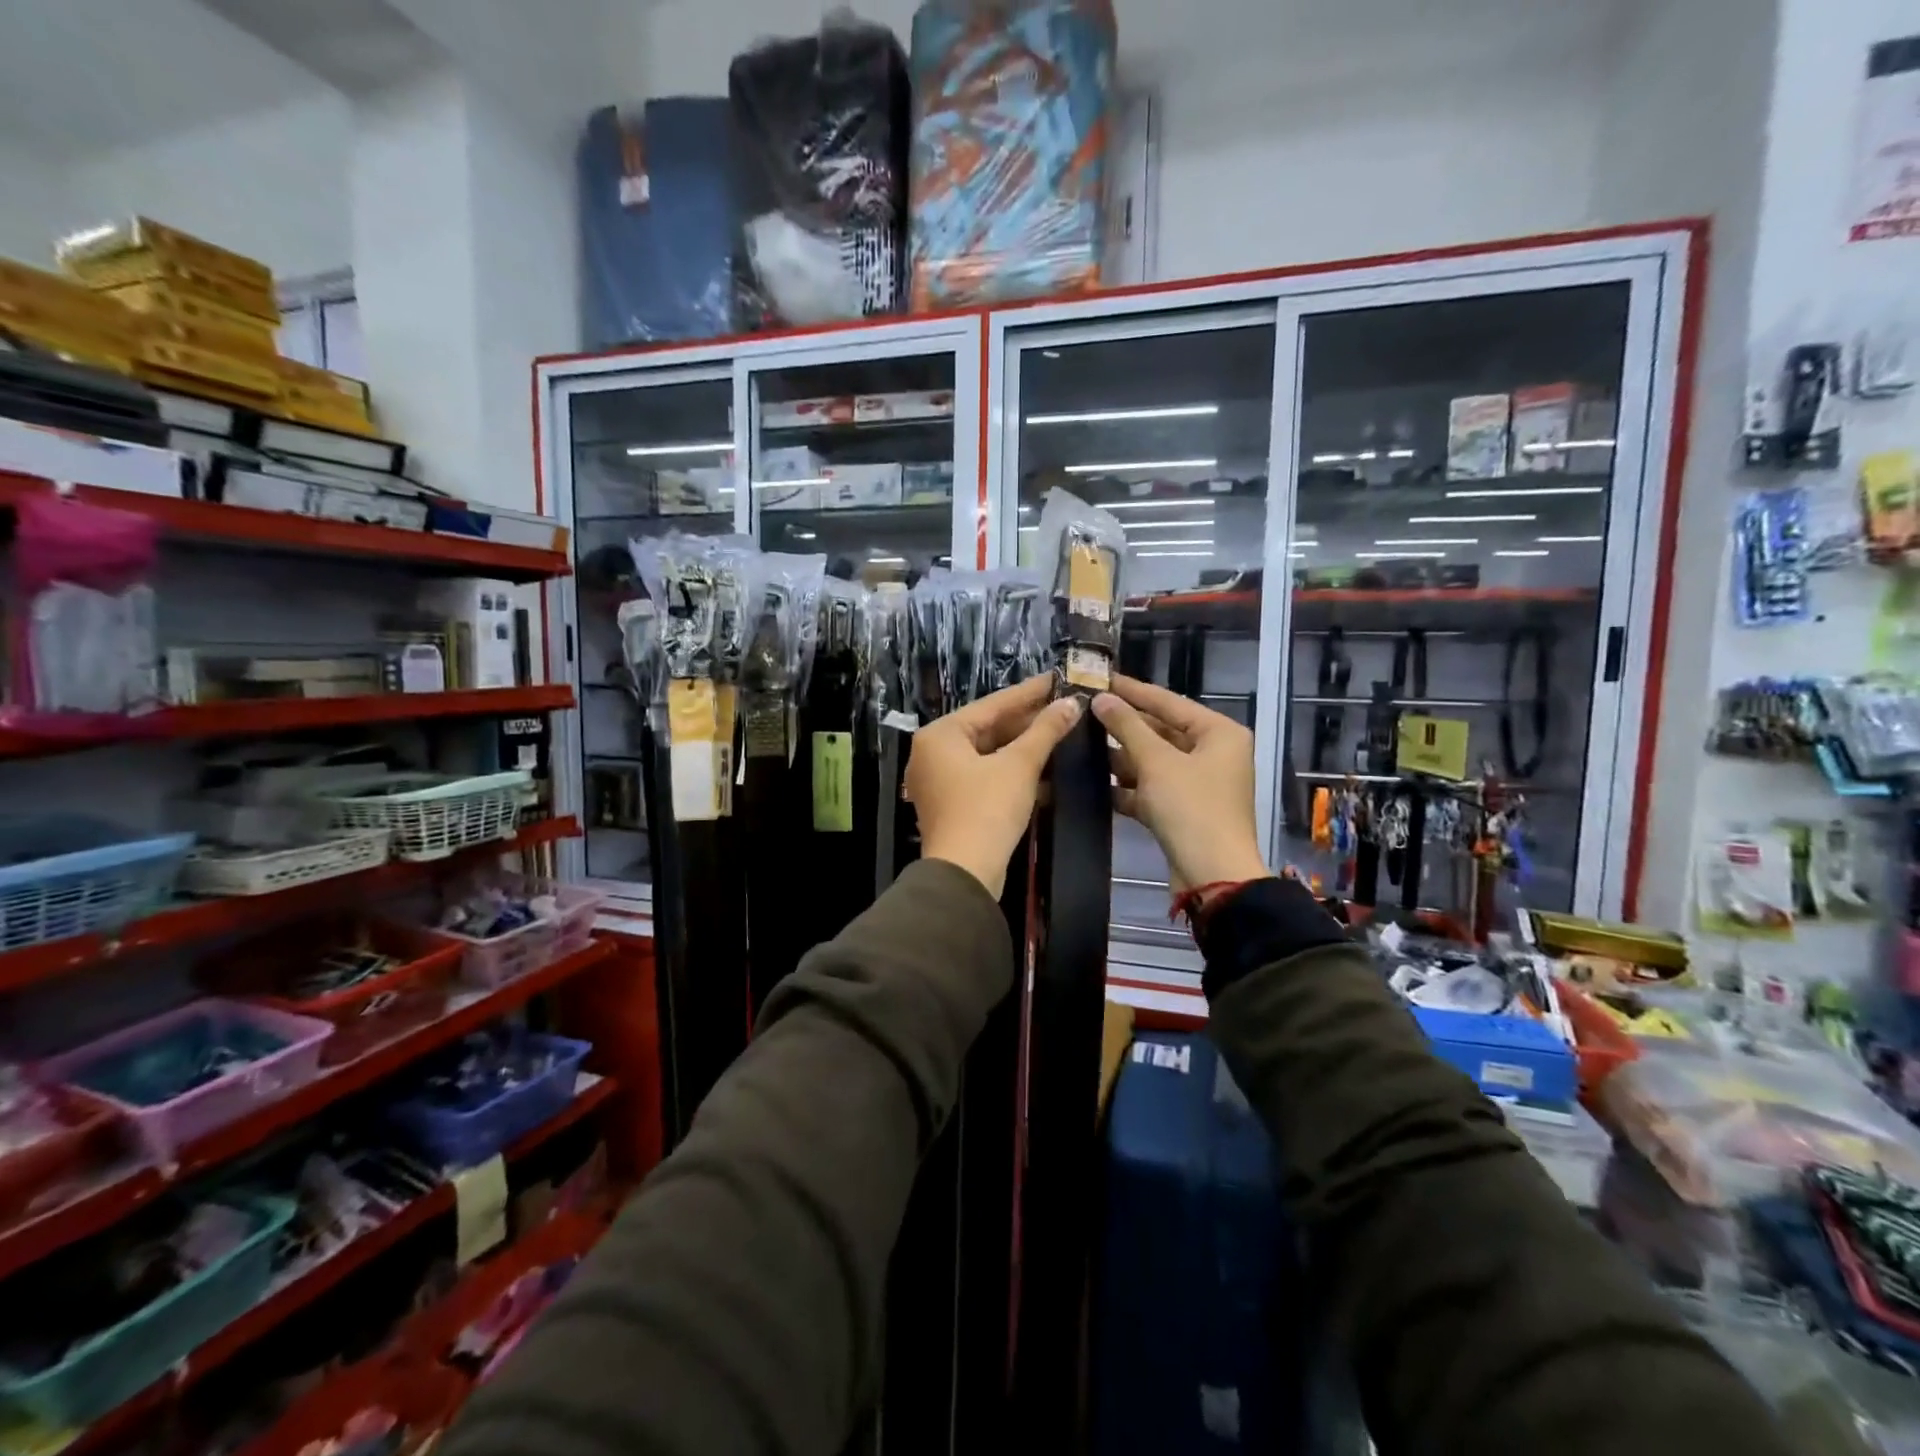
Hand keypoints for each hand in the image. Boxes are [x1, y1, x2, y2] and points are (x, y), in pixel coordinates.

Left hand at [907, 675, 1083, 897]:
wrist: (965, 874)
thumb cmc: (987, 810)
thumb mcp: (1019, 766)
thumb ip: (1045, 731)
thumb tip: (1071, 703)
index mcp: (940, 735)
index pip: (992, 704)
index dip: (1029, 692)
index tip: (1057, 677)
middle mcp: (933, 752)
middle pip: (988, 728)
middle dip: (1027, 722)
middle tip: (1064, 706)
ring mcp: (940, 780)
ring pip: (988, 754)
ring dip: (1023, 747)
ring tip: (1060, 732)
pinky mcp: (952, 804)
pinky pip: (985, 776)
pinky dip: (1012, 771)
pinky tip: (1045, 767)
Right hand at [1092, 675, 1269, 893]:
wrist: (1212, 875)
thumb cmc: (1191, 808)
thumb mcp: (1157, 762)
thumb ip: (1127, 727)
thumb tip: (1101, 699)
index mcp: (1219, 733)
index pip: (1169, 702)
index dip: (1133, 690)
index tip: (1100, 678)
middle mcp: (1213, 753)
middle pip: (1161, 731)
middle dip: (1124, 726)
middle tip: (1084, 712)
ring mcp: (1199, 784)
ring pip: (1154, 761)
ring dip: (1122, 757)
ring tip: (1082, 744)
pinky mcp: (1184, 810)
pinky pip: (1152, 789)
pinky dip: (1128, 787)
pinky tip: (1096, 783)